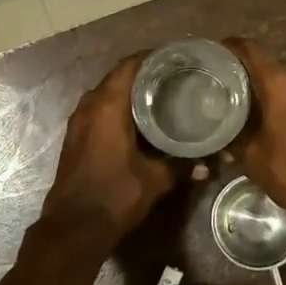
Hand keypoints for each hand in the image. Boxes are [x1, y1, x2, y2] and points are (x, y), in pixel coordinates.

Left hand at [40, 53, 175, 243]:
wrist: (75, 226)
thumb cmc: (116, 195)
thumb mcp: (155, 179)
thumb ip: (182, 166)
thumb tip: (210, 164)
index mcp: (108, 105)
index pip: (130, 65)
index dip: (153, 58)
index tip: (177, 59)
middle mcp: (90, 105)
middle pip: (119, 77)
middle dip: (145, 74)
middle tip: (175, 77)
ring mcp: (79, 121)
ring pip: (107, 93)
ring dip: (130, 92)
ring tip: (161, 95)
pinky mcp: (76, 136)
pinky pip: (99, 109)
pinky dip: (118, 107)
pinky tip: (140, 120)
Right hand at [224, 38, 285, 223]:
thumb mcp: (254, 158)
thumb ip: (236, 139)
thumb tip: (224, 135)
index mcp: (281, 82)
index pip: (252, 50)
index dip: (233, 47)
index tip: (217, 51)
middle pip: (271, 67)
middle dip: (251, 76)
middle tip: (229, 89)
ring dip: (272, 92)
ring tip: (251, 107)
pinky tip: (276, 120)